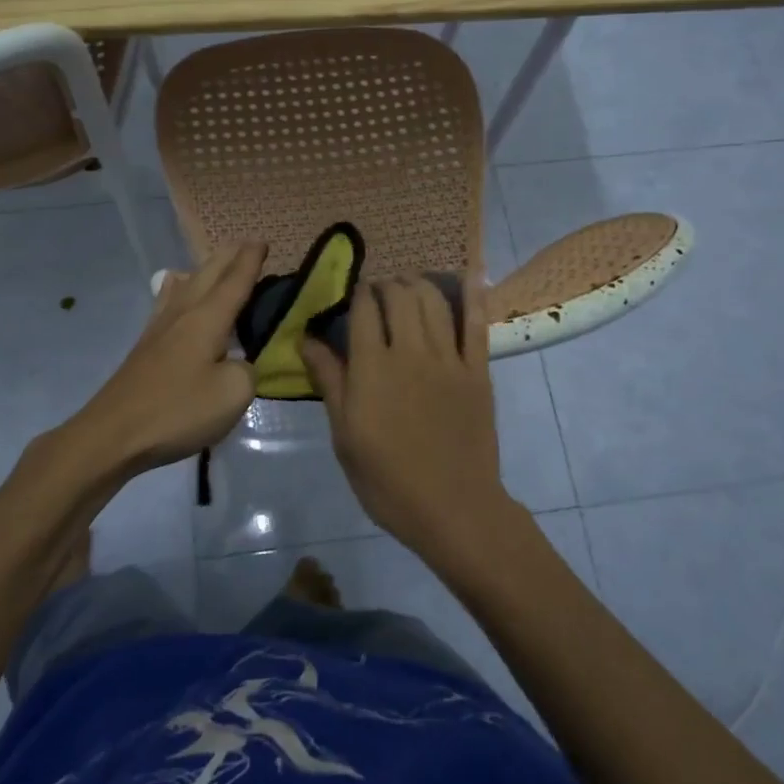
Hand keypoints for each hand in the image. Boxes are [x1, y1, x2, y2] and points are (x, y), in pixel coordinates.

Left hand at [62, 240, 265, 476]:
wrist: (114, 434)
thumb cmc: (178, 410)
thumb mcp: (233, 394)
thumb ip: (247, 370)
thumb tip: (239, 363)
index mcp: (208, 318)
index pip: (235, 280)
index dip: (251, 260)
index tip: (263, 242)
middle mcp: (184, 313)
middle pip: (209, 273)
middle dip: (230, 256)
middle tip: (248, 246)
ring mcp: (160, 327)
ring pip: (187, 284)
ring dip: (206, 269)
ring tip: (217, 263)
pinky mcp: (147, 345)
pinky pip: (169, 300)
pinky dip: (181, 287)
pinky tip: (175, 288)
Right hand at [302, 275, 511, 560]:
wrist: (453, 509)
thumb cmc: (387, 480)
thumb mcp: (344, 436)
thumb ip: (329, 381)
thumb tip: (306, 339)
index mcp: (372, 367)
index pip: (362, 309)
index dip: (357, 292)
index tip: (353, 293)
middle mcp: (409, 351)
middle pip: (399, 295)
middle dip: (386, 285)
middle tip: (380, 292)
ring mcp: (448, 359)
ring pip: (433, 301)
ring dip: (419, 284)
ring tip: (410, 286)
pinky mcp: (478, 371)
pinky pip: (477, 324)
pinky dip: (474, 295)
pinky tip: (470, 274)